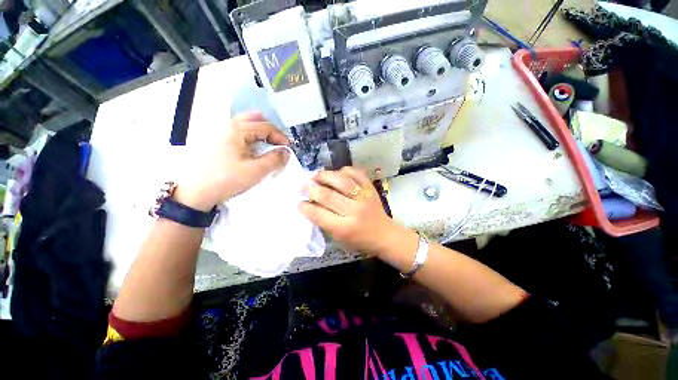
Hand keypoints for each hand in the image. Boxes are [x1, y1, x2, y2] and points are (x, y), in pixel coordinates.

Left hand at [176, 112, 289, 210]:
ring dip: (260, 133)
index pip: (266, 127)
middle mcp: (227, 125)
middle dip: (270, 130)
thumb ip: (275, 160)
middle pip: (254, 119)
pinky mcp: (216, 141)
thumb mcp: (256, 171)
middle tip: (278, 143)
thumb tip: (286, 152)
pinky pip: (238, 133)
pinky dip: (250, 137)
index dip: (281, 137)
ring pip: (245, 125)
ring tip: (268, 146)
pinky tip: (252, 149)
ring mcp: (220, 132)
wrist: (195, 192)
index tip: (289, 149)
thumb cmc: (226, 179)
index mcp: (237, 130)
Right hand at [299, 167, 400, 256]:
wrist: (384, 234)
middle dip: (312, 189)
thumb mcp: (339, 237)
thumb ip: (325, 221)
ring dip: (325, 176)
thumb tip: (310, 204)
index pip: (320, 215)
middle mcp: (354, 211)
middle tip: (304, 186)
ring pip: (341, 181)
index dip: (306, 207)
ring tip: (316, 176)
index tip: (299, 202)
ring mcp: (364, 197)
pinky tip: (337, 173)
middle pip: (328, 196)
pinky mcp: (370, 188)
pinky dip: (344, 170)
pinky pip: (356, 174)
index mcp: (345, 228)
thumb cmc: (360, 240)